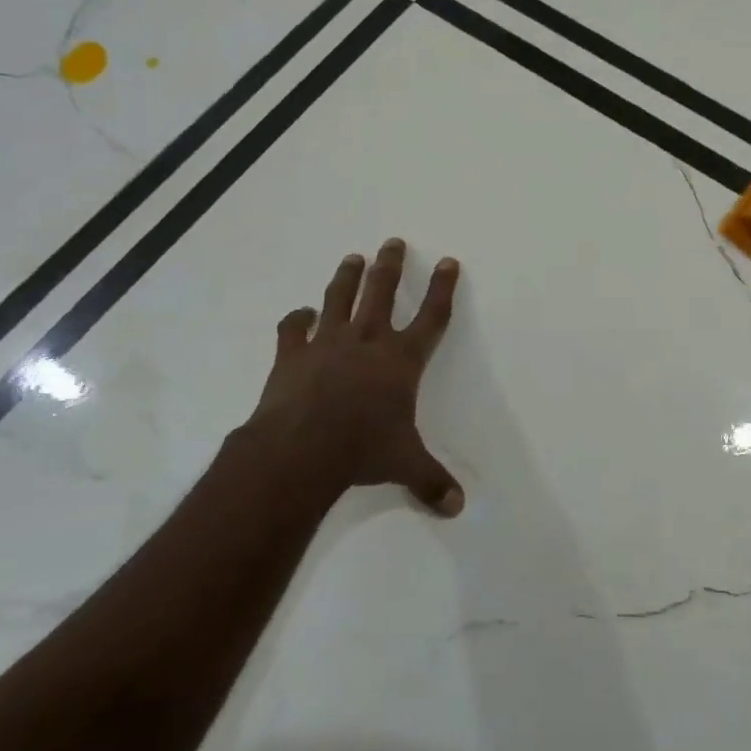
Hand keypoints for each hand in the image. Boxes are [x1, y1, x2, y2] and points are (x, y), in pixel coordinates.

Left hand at [235, 239, 465, 515]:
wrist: (300, 449)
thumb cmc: (362, 450)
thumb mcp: (405, 465)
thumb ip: (431, 481)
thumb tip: (458, 508)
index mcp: (401, 360)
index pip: (432, 316)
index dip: (443, 288)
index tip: (449, 261)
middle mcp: (367, 341)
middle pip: (382, 292)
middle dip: (391, 266)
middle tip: (393, 242)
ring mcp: (327, 343)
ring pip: (340, 299)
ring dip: (347, 277)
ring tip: (353, 257)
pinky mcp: (292, 354)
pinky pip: (294, 328)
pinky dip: (297, 318)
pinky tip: (300, 313)